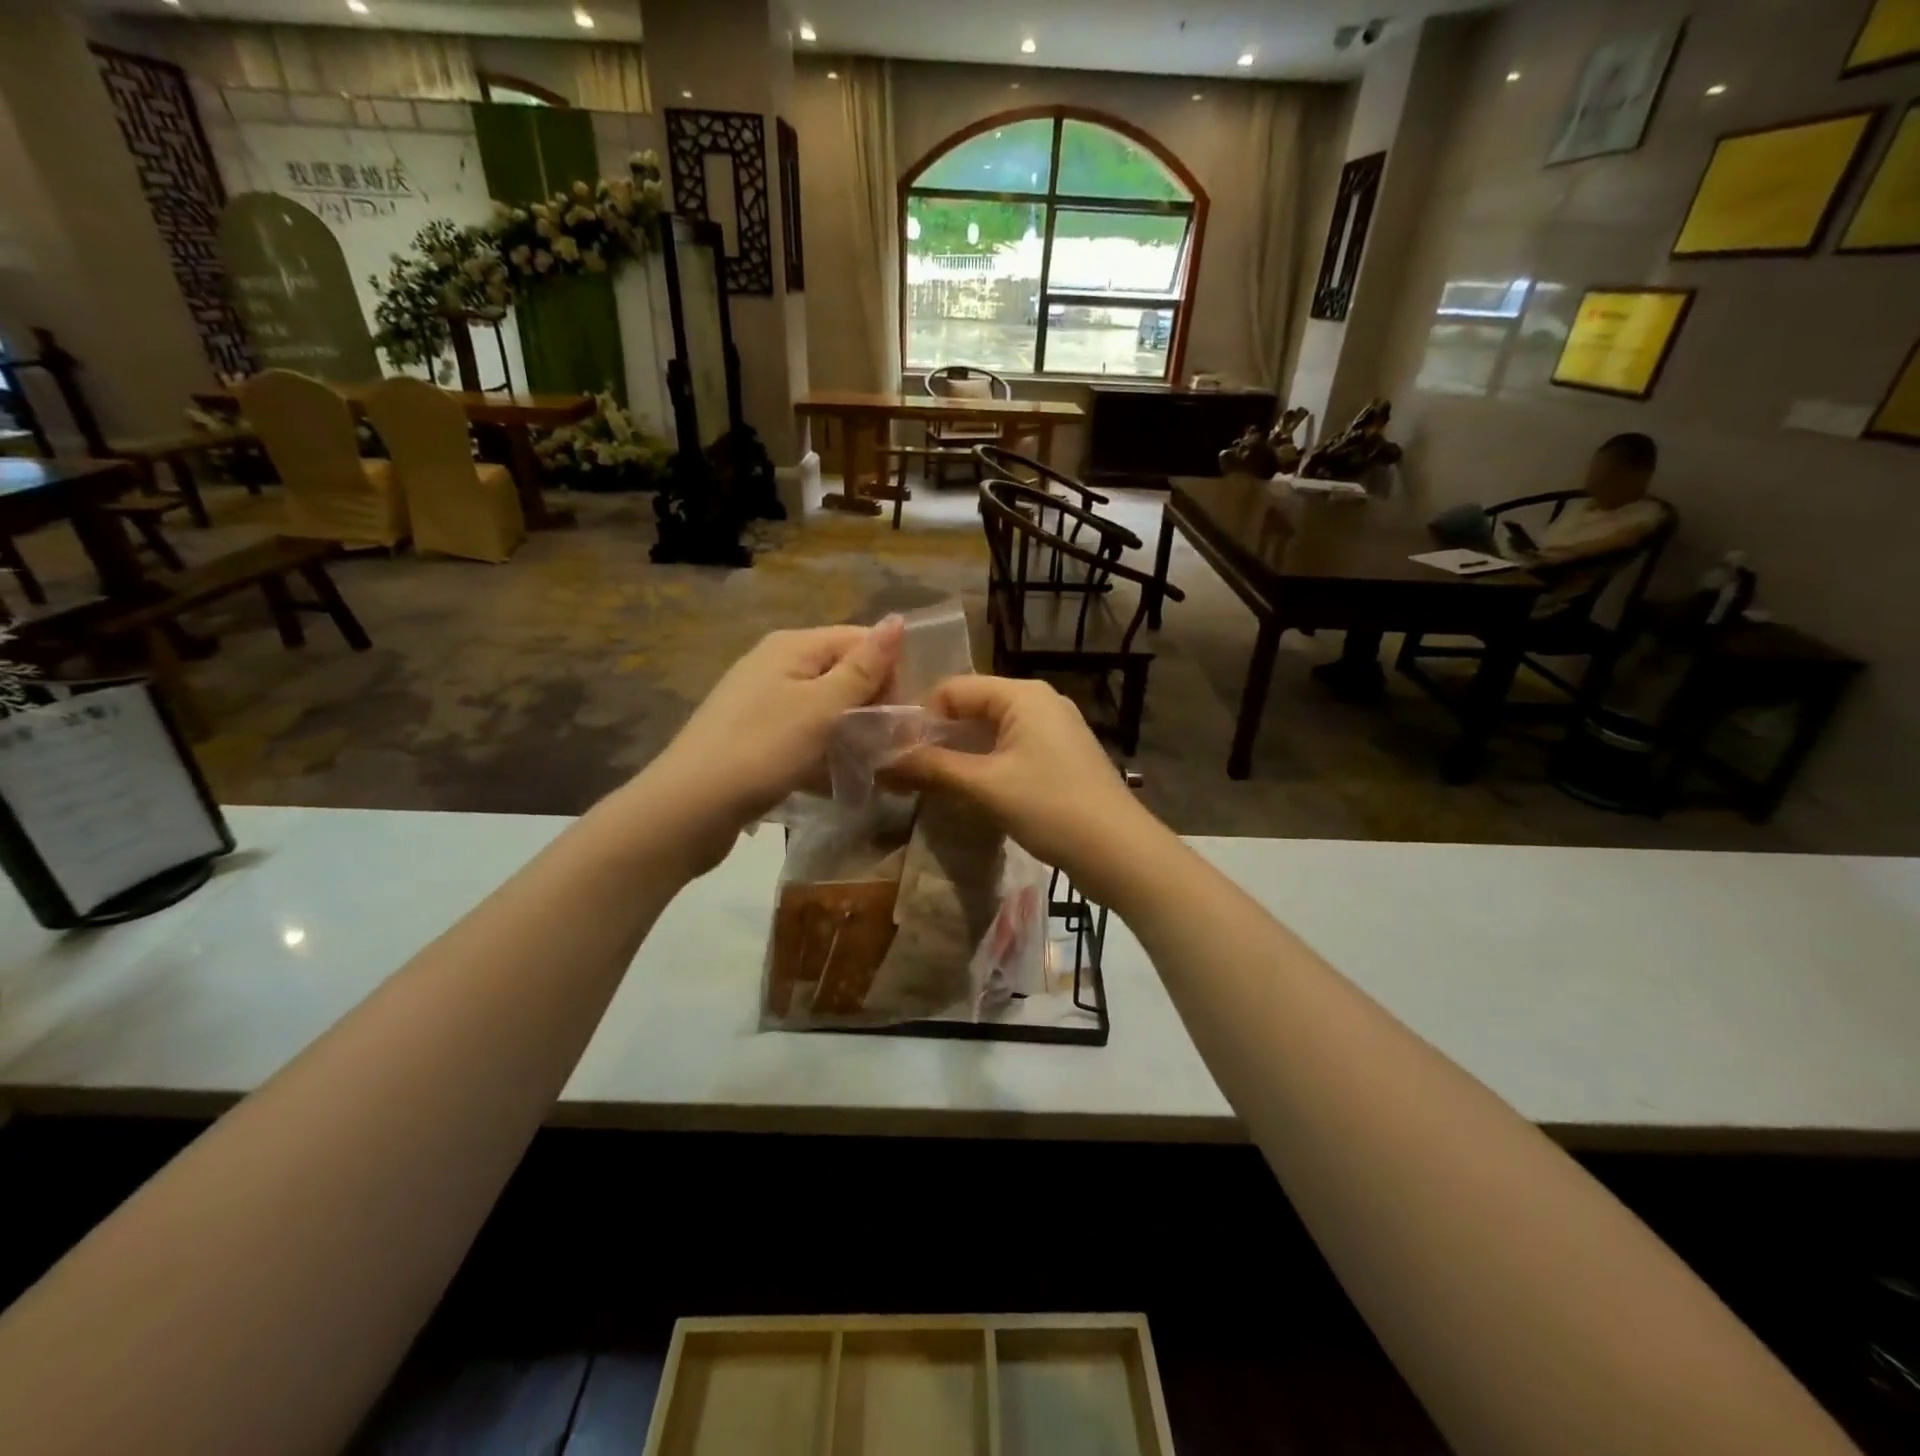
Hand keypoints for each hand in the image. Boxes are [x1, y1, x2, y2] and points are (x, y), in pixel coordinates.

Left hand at [631, 619, 903, 867]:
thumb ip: (863, 667)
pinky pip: (803, 732)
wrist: (690, 806)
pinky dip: (823, 749)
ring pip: (824, 706)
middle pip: (842, 672)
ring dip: (850, 730)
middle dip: (871, 703)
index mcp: (792, 645)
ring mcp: (761, 700)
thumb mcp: (822, 707)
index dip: (888, 671)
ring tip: (866, 764)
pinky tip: (833, 776)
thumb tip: (898, 619)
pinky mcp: (754, 734)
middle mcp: (776, 663)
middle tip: (886, 745)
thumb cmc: (764, 749)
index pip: (859, 639)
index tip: (900, 715)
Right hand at [887, 675, 1162, 897]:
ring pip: (992, 731)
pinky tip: (970, 792)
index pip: (954, 688)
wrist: (1120, 852)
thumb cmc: (1051, 808)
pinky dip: (986, 765)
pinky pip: (1012, 749)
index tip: (896, 753)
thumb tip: (881, 763)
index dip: (921, 718)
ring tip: (931, 784)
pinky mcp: (1061, 756)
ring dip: (961, 754)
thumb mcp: (985, 786)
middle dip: (939, 737)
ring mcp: (1054, 729)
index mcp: (1022, 695)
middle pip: (973, 707)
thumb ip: (932, 769)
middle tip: (907, 771)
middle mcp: (1040, 701)